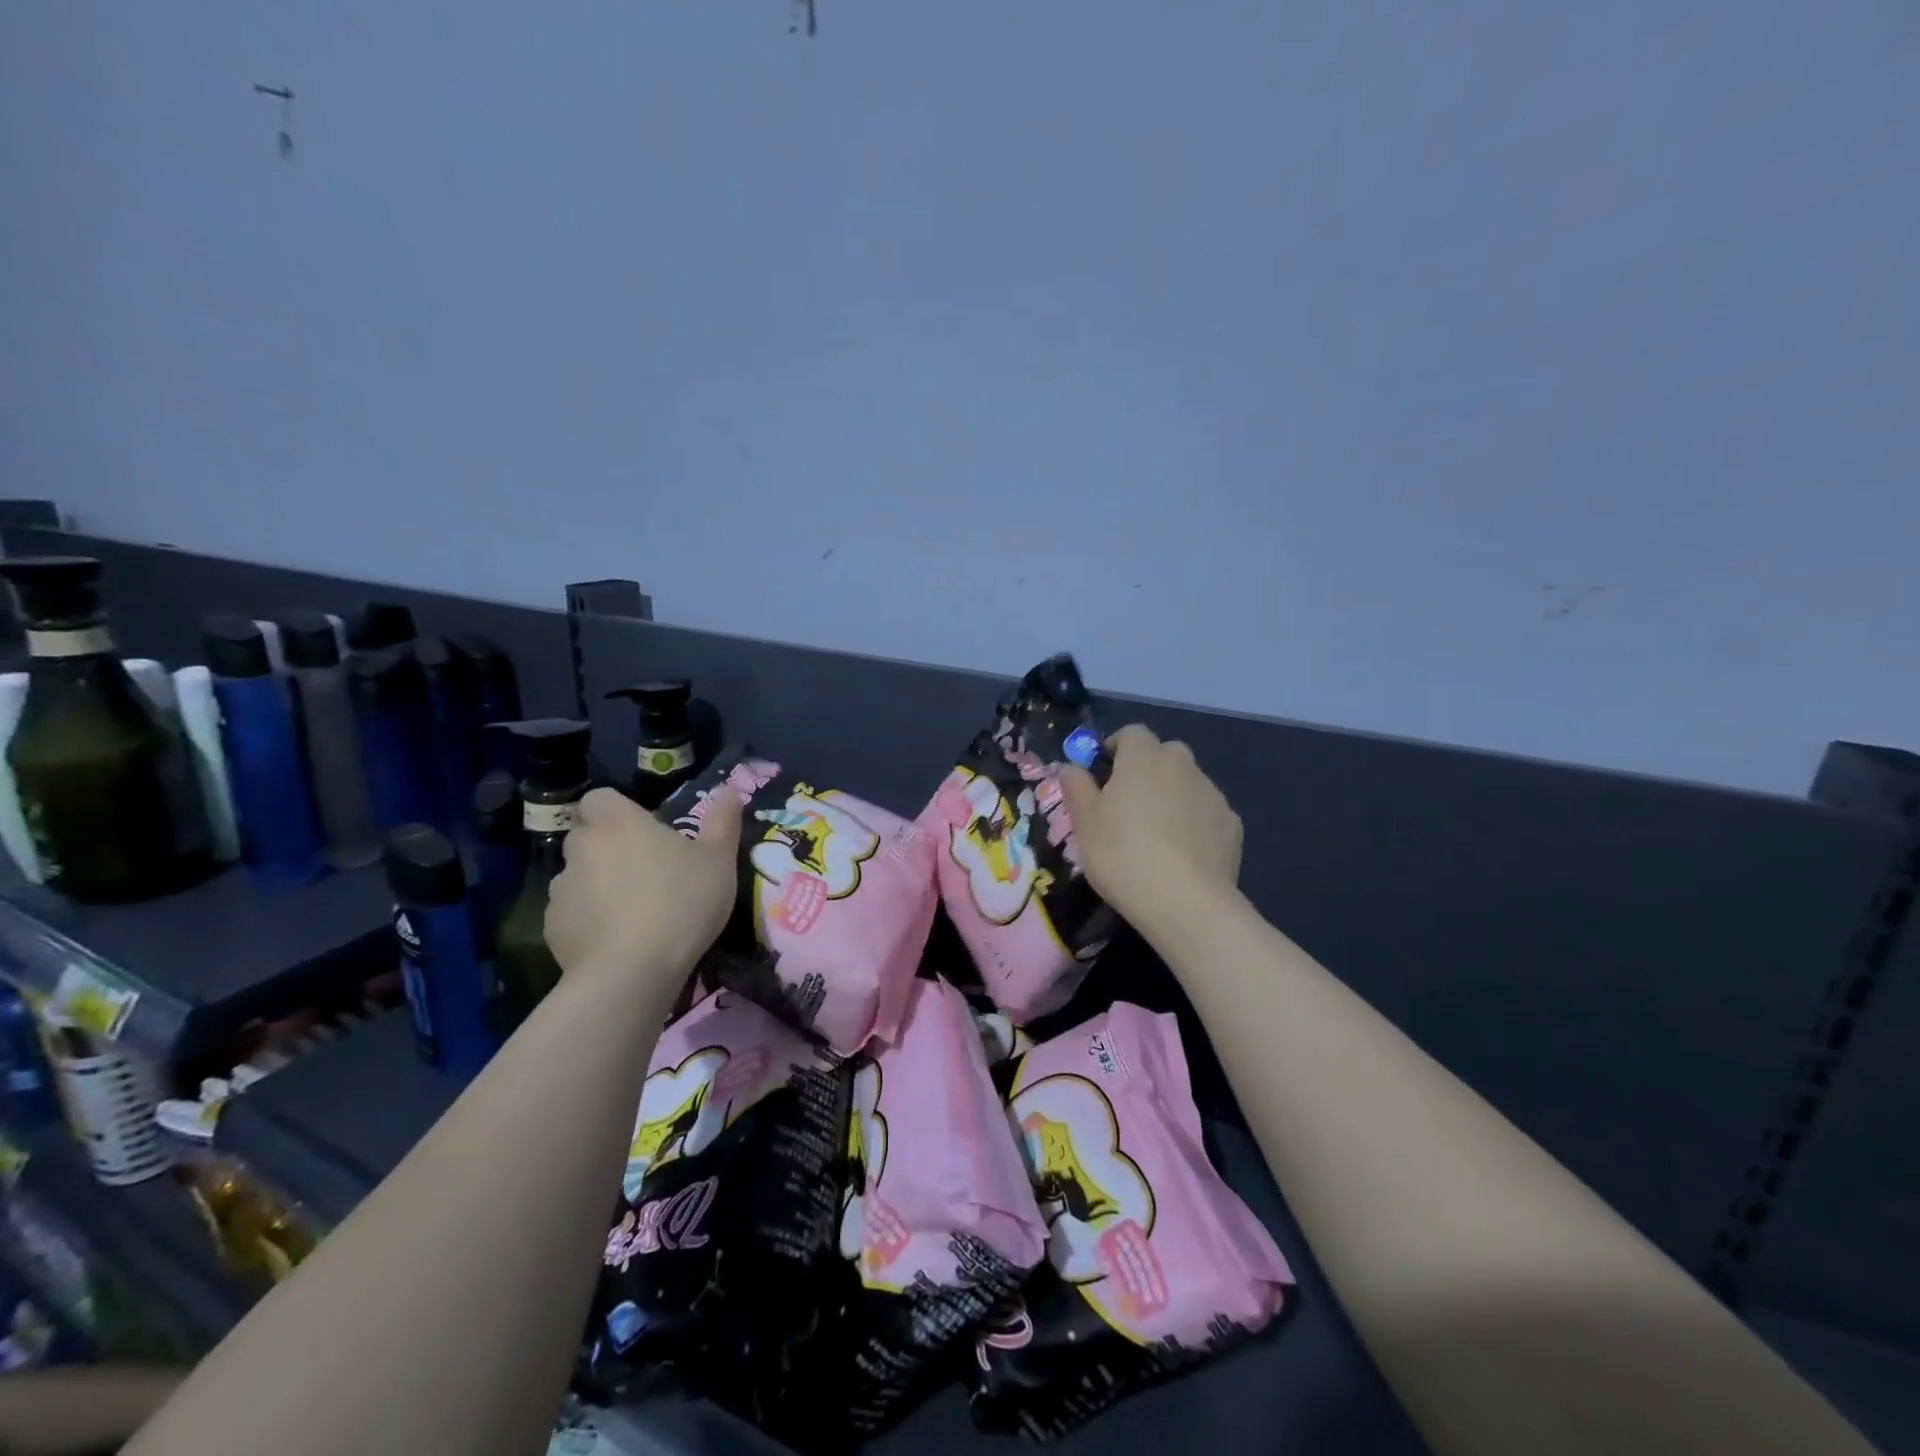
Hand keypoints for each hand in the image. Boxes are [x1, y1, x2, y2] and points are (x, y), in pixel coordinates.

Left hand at [544, 787, 742, 987]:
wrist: (631, 972)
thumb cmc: (681, 902)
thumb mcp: (719, 859)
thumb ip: (723, 821)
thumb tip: (728, 789)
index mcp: (618, 823)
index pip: (599, 798)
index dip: (617, 810)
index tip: (643, 828)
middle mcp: (582, 848)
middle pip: (586, 835)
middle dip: (608, 845)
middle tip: (644, 868)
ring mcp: (561, 889)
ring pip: (577, 875)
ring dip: (597, 882)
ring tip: (631, 908)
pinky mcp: (552, 928)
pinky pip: (571, 912)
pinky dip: (588, 918)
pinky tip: (616, 938)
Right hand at [1058, 725, 1242, 931]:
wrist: (1186, 903)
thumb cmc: (1123, 856)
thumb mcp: (1084, 823)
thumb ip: (1076, 787)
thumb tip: (1070, 766)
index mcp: (1143, 757)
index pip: (1131, 733)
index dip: (1115, 748)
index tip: (1103, 775)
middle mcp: (1182, 764)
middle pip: (1163, 755)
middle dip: (1146, 770)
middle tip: (1128, 806)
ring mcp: (1212, 793)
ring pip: (1187, 783)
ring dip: (1171, 796)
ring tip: (1157, 836)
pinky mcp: (1232, 823)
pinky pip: (1206, 812)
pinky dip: (1194, 822)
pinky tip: (1183, 854)